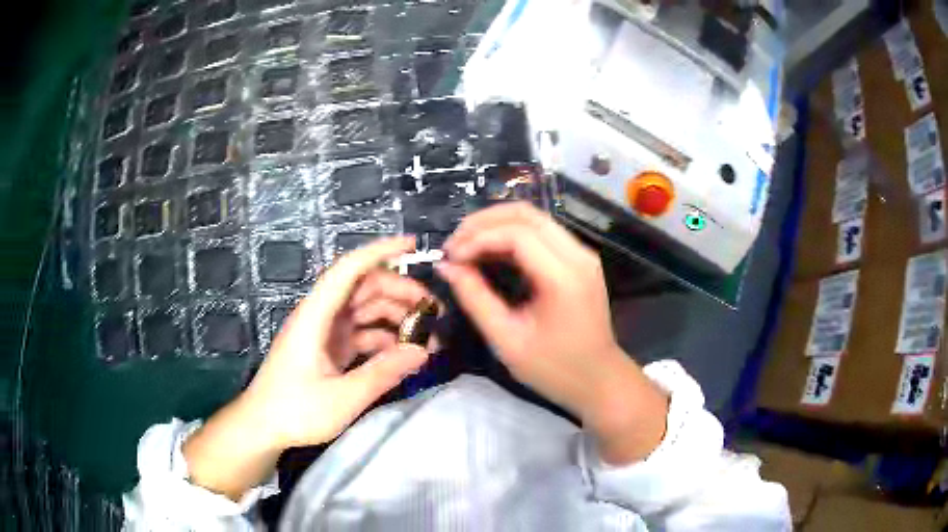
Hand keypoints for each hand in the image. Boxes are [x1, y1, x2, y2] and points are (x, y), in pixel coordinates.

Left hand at [184, 237, 433, 498]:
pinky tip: (405, 355)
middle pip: (364, 288)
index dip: (381, 251)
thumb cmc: (295, 409)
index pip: (349, 269)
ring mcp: (325, 332)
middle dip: (401, 293)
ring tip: (428, 339)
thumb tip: (422, 351)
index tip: (414, 245)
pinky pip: (362, 333)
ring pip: (366, 310)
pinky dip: (385, 339)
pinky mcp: (329, 349)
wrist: (263, 427)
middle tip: (435, 313)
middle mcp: (321, 315)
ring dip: (396, 318)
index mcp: (316, 315)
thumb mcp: (343, 397)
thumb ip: (383, 372)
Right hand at [438, 203, 667, 462]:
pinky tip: (490, 252)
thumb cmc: (554, 369)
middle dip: (483, 222)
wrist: (599, 380)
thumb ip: (475, 299)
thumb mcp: (507, 340)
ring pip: (534, 218)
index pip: (517, 234)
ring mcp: (582, 254)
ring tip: (466, 246)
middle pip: (526, 214)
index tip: (450, 258)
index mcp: (564, 278)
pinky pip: (543, 233)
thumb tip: (446, 267)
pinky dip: (512, 235)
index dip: (478, 239)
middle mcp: (578, 255)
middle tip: (454, 245)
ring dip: (496, 225)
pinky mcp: (580, 259)